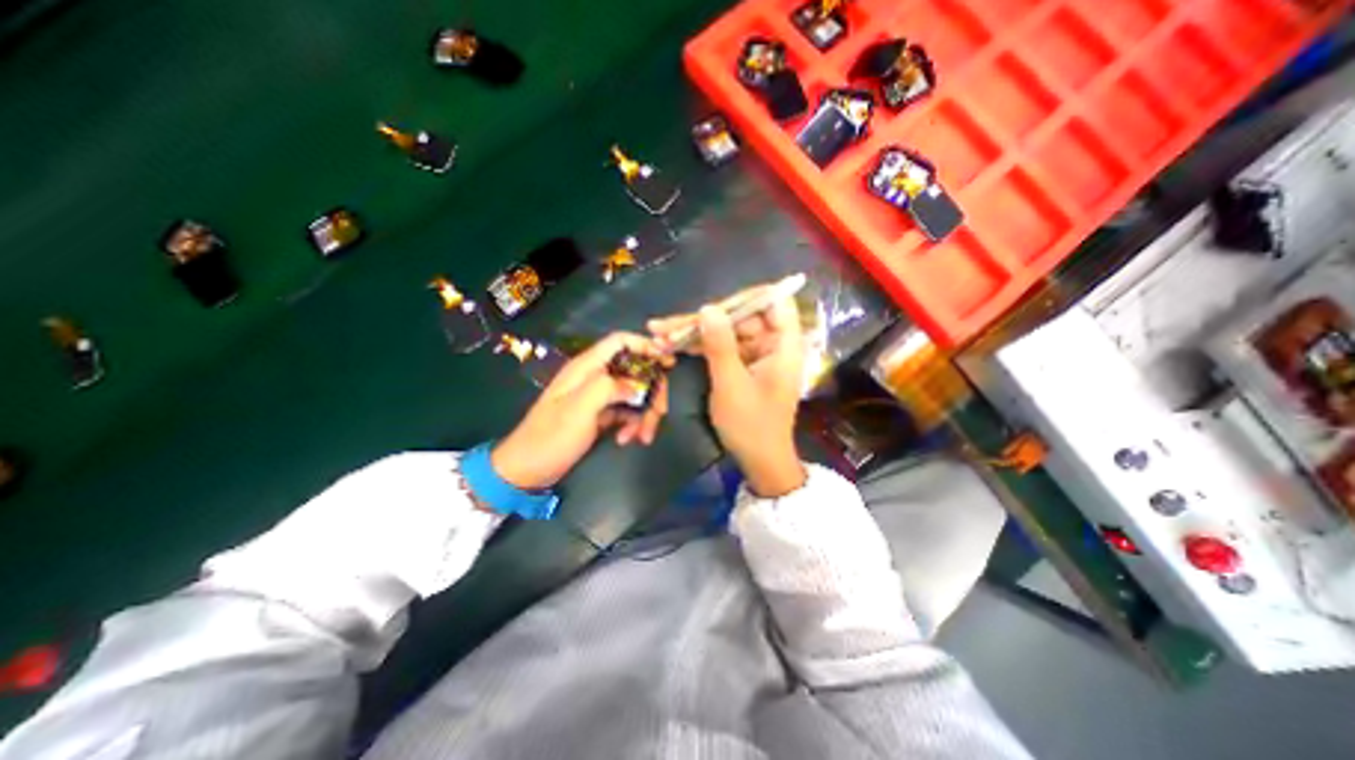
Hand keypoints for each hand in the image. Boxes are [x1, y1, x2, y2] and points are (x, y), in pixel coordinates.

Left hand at [494, 333, 671, 489]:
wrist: (528, 469)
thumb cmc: (551, 436)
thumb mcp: (579, 409)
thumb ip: (610, 387)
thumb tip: (639, 384)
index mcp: (587, 367)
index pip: (620, 342)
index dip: (646, 346)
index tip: (668, 362)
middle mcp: (595, 377)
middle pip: (635, 370)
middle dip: (651, 391)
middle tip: (659, 414)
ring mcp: (599, 396)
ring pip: (635, 393)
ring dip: (644, 413)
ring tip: (642, 437)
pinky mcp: (601, 414)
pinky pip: (627, 411)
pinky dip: (633, 424)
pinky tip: (626, 439)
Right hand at [645, 287, 802, 495]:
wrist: (759, 461)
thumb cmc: (752, 426)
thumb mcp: (731, 385)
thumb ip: (720, 345)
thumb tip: (707, 307)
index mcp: (783, 345)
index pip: (775, 302)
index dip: (746, 297)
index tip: (712, 305)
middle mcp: (772, 344)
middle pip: (739, 317)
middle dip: (702, 320)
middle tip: (665, 326)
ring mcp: (755, 354)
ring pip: (725, 331)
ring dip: (693, 333)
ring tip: (658, 333)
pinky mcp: (742, 364)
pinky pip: (720, 346)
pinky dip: (698, 347)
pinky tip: (671, 345)